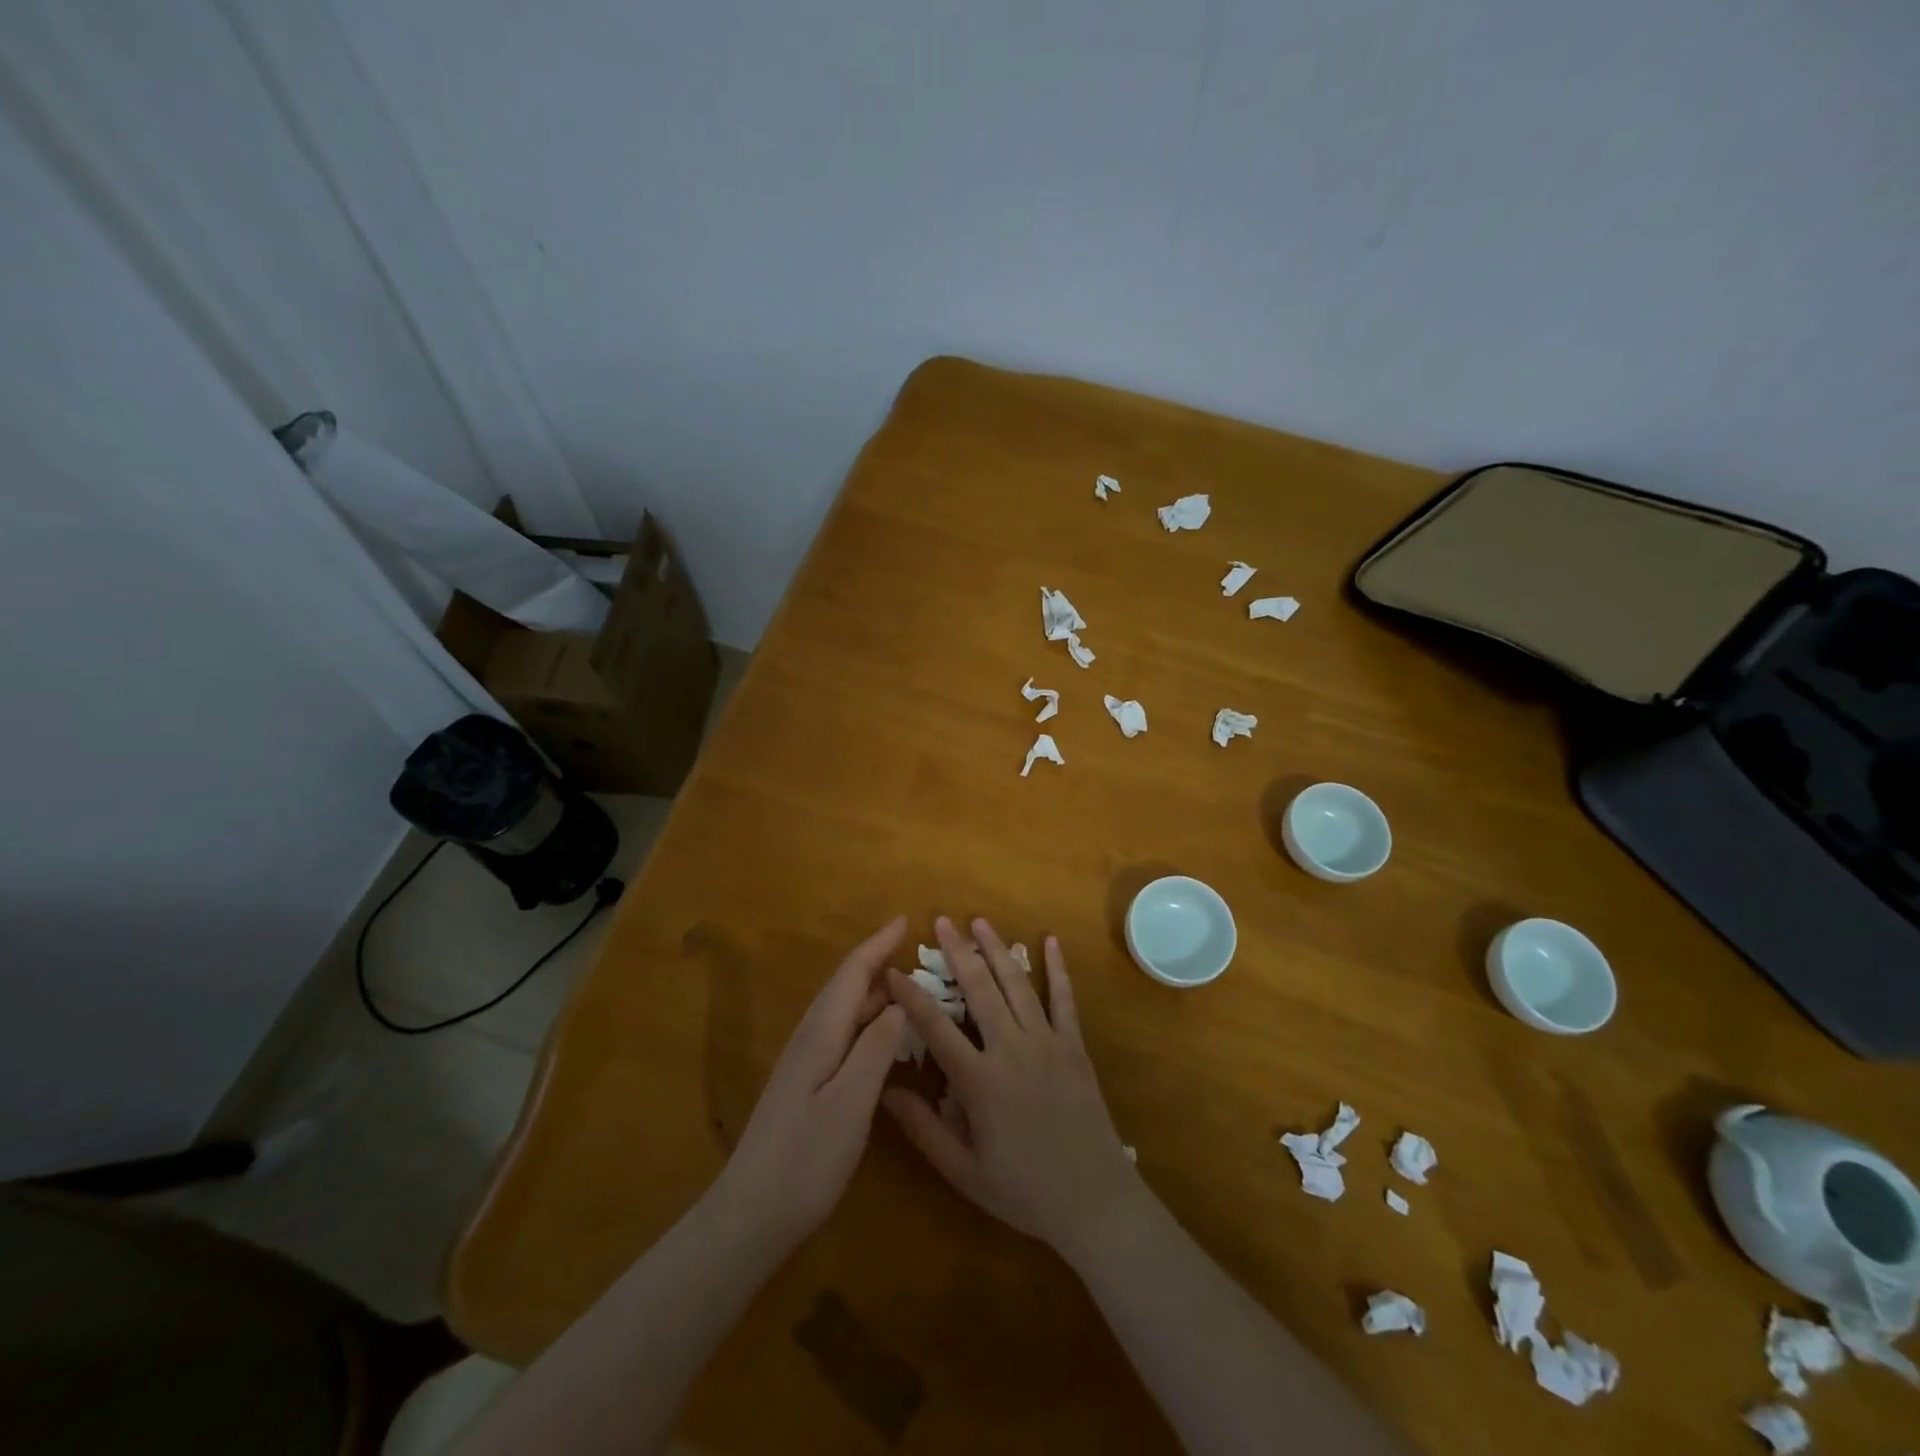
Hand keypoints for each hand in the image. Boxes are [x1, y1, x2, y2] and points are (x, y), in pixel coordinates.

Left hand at [711, 917, 907, 1245]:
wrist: (750, 1214)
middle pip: (846, 986)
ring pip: (843, 1009)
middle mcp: (810, 1037)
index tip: (906, 920)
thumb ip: (877, 1049)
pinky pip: (841, 1033)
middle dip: (879, 963)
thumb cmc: (806, 1159)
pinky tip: (882, 1036)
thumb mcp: (851, 1103)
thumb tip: (899, 1001)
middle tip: (920, 956)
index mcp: (821, 1033)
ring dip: (873, 991)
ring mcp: (804, 1061)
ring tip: (909, 987)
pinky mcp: (805, 1083)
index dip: (879, 945)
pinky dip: (865, 1020)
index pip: (852, 973)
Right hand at [882, 917, 1144, 1255]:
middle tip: (941, 921)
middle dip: (958, 952)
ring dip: (997, 949)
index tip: (892, 971)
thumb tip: (885, 1090)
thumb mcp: (963, 1171)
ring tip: (980, 921)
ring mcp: (1047, 1042)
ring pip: (1017, 984)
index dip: (911, 997)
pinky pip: (1064, 999)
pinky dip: (1057, 968)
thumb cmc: (1023, 1190)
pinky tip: (1050, 941)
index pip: (936, 1027)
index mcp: (980, 1080)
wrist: (1094, 1201)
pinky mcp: (1073, 1045)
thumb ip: (923, 1129)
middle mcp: (1012, 1049)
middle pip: (980, 989)